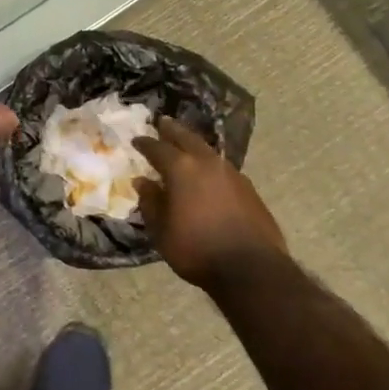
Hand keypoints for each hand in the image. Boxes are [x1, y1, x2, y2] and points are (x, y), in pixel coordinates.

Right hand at [134, 118, 286, 290]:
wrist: (251, 268)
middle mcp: (207, 163)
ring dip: (194, 145)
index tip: (137, 140)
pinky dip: (209, 165)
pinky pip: (222, 168)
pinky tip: (208, 175)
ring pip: (208, 151)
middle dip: (173, 130)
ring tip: (185, 146)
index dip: (145, 143)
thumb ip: (151, 202)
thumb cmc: (197, 249)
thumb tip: (143, 182)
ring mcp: (232, 173)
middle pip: (187, 138)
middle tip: (163, 122)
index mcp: (182, 169)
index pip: (158, 148)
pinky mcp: (249, 188)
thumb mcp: (162, 231)